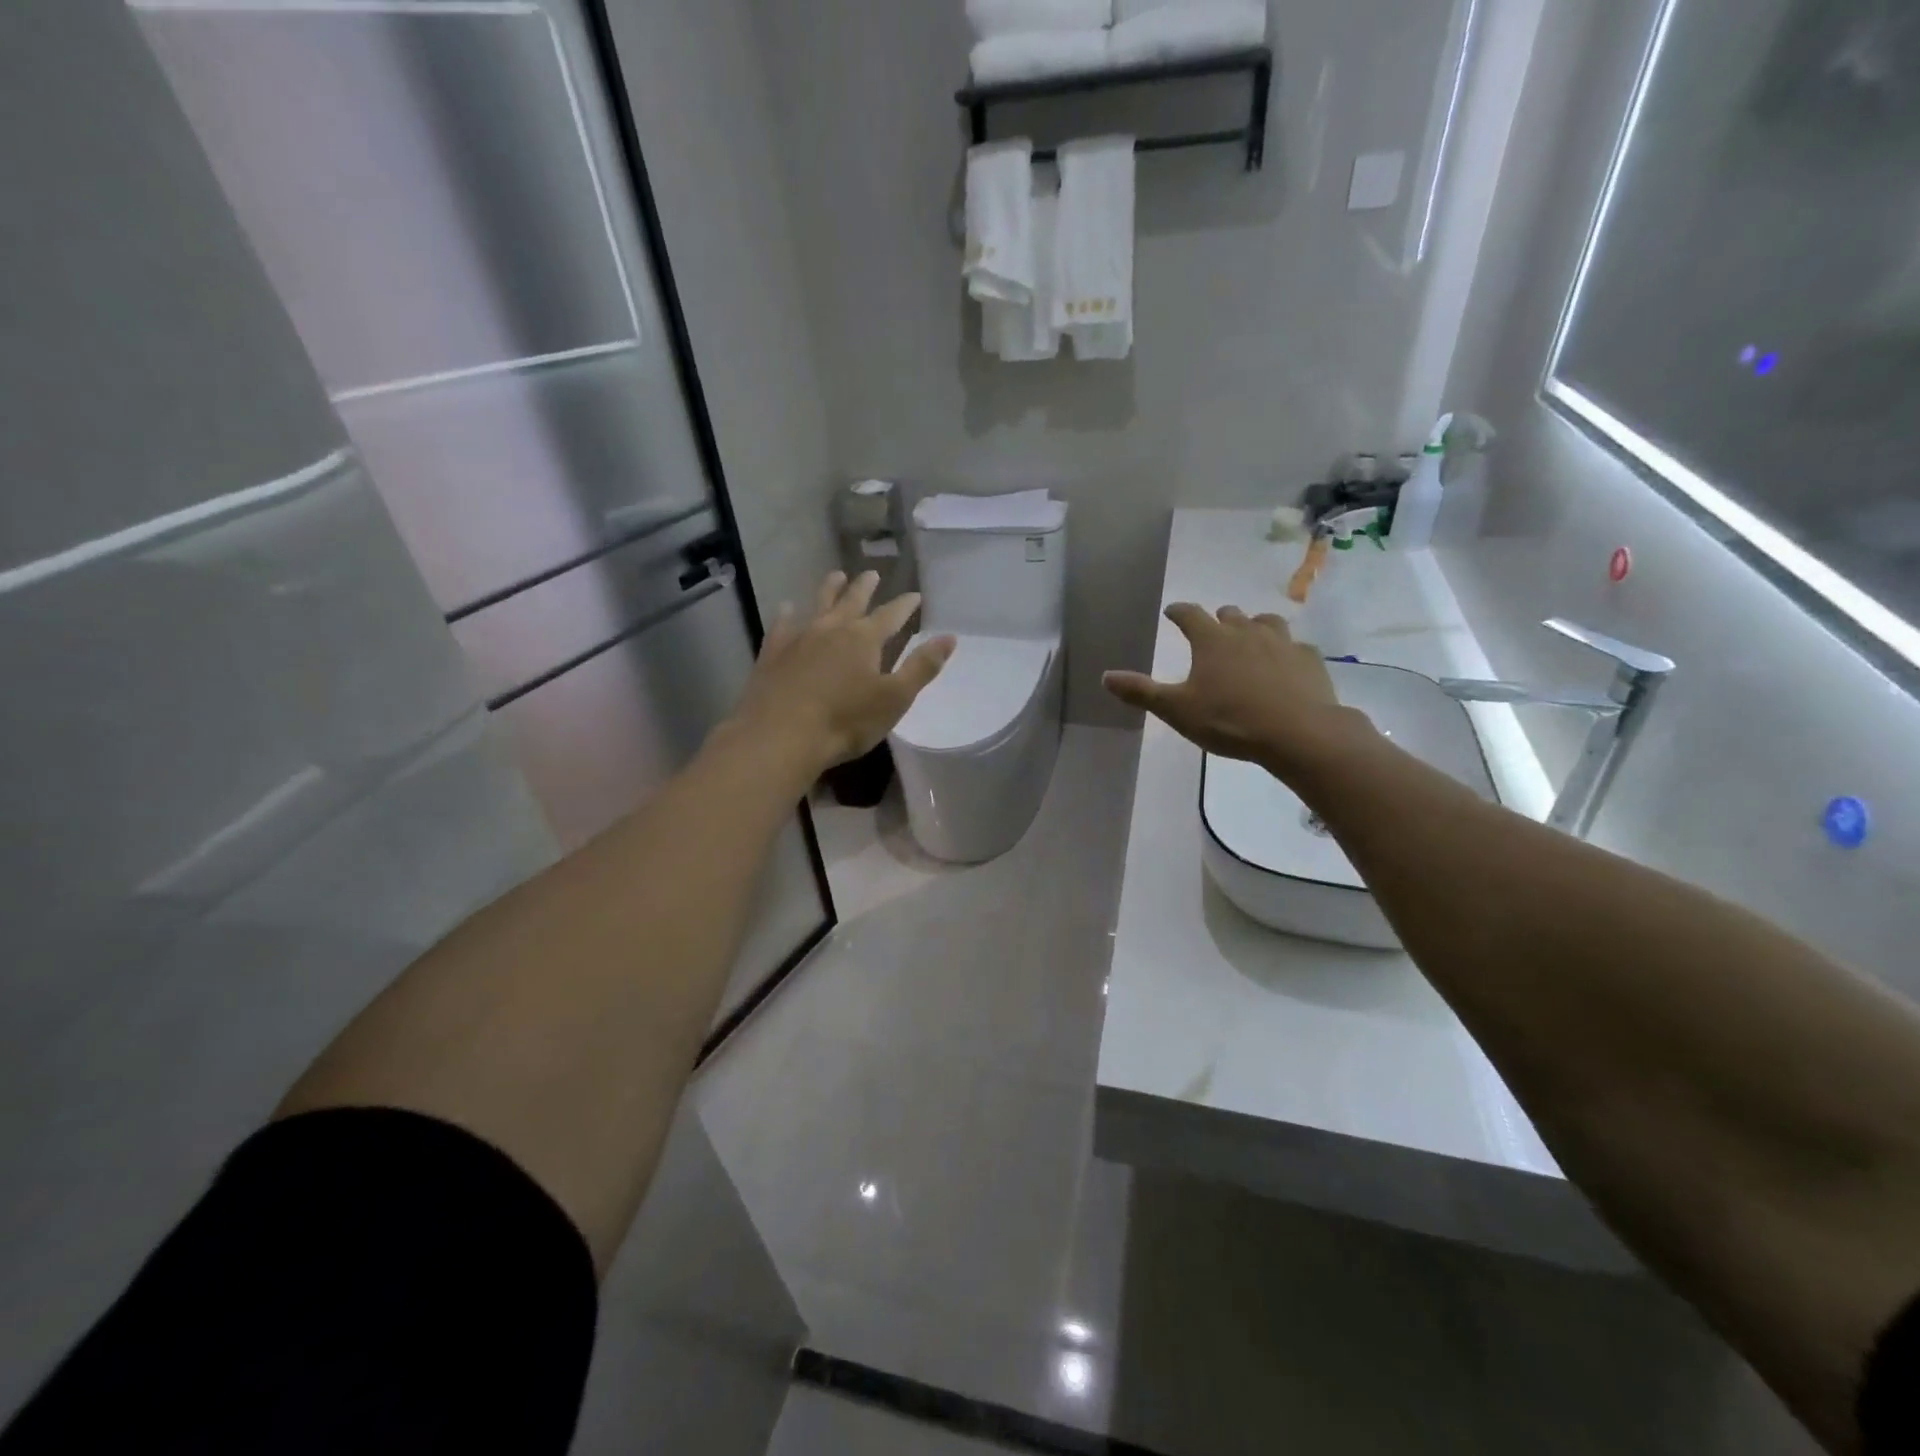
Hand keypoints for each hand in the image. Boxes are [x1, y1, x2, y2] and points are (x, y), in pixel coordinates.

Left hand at [728, 571, 954, 775]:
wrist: (781, 735)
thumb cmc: (845, 721)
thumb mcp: (894, 698)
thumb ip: (922, 667)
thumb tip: (949, 637)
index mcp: (864, 639)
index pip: (891, 615)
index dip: (904, 605)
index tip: (915, 595)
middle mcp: (832, 629)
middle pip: (852, 601)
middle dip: (865, 587)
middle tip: (872, 574)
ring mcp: (799, 638)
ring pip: (818, 604)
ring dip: (829, 589)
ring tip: (836, 575)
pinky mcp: (773, 653)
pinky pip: (782, 625)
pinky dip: (787, 614)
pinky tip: (787, 608)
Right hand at [1103, 604, 1361, 771]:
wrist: (1298, 733)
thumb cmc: (1229, 720)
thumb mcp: (1177, 710)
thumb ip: (1142, 692)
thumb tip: (1105, 676)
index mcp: (1212, 640)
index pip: (1189, 615)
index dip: (1178, 612)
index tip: (1172, 612)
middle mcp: (1246, 632)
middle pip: (1230, 614)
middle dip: (1217, 619)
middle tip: (1212, 630)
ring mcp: (1282, 642)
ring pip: (1266, 622)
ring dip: (1254, 626)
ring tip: (1250, 638)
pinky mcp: (1309, 659)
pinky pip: (1295, 646)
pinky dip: (1285, 651)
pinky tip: (1284, 664)